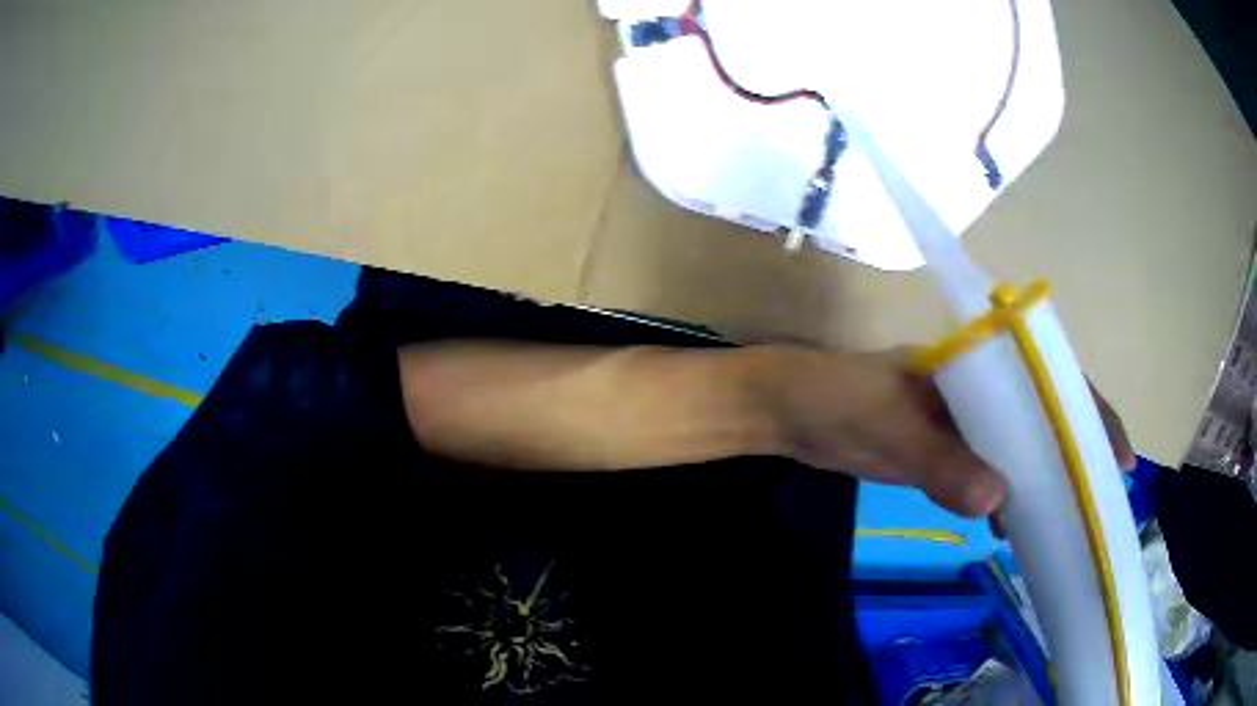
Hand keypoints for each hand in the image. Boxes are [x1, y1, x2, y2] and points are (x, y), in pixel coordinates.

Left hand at [761, 348, 1134, 517]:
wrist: (788, 413)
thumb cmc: (837, 402)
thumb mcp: (888, 429)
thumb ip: (940, 463)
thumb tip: (1000, 502)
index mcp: (979, 363)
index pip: (1052, 379)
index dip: (1090, 413)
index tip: (1117, 458)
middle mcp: (981, 387)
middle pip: (1045, 416)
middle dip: (1075, 454)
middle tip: (1098, 502)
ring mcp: (964, 419)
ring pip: (1021, 447)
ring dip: (1044, 481)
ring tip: (1066, 523)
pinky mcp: (946, 447)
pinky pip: (991, 469)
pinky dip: (1007, 496)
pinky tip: (1013, 527)